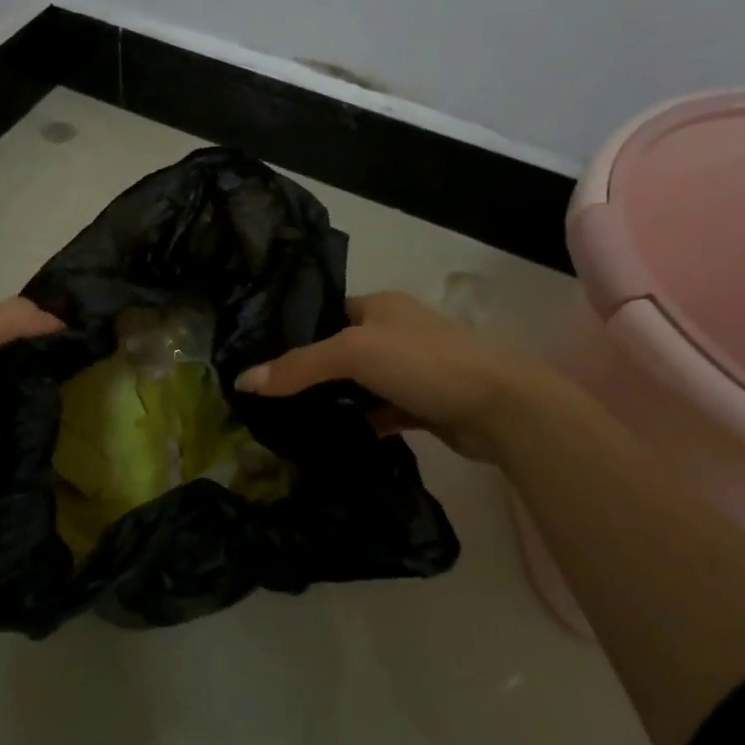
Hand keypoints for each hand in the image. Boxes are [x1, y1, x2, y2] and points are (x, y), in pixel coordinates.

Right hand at [234, 290, 568, 461]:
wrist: (500, 407)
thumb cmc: (423, 362)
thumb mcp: (353, 354)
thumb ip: (299, 366)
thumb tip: (243, 381)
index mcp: (381, 306)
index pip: (328, 313)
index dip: (298, 332)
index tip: (265, 359)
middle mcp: (397, 332)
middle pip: (343, 350)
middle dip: (314, 371)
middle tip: (273, 395)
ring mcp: (413, 370)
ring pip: (363, 384)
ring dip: (339, 400)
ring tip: (294, 419)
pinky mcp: (425, 405)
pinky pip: (383, 411)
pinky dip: (364, 422)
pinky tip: (337, 438)